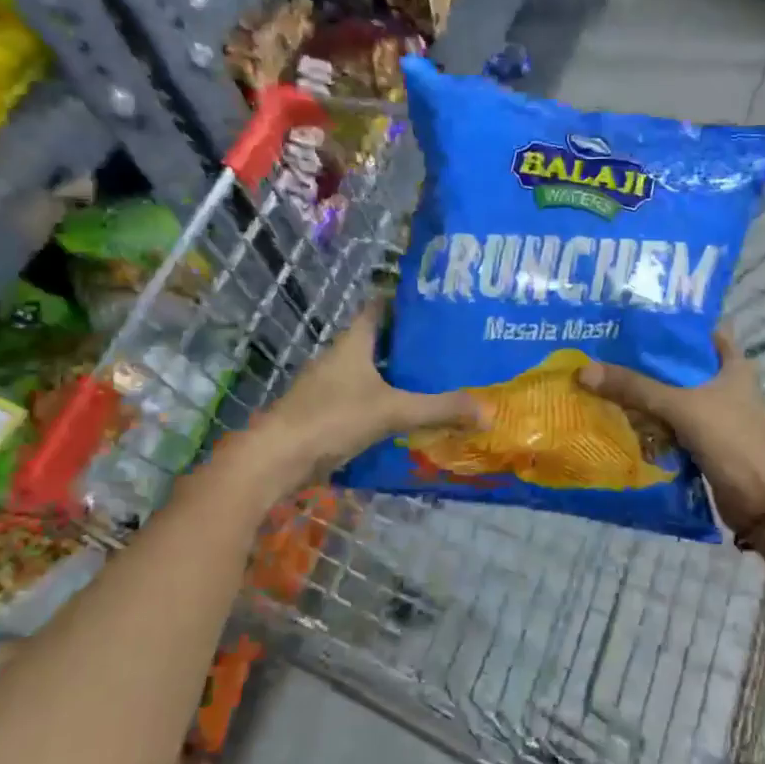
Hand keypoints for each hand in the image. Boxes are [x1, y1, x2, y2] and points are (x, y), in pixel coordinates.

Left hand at [254, 301, 485, 482]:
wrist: (276, 459)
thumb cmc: (333, 418)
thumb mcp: (393, 410)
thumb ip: (440, 408)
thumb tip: (488, 411)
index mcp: (353, 343)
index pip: (380, 308)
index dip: (406, 304)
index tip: (438, 306)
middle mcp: (339, 358)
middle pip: (379, 342)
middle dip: (411, 345)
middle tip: (450, 349)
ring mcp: (328, 387)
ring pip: (370, 373)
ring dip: (398, 377)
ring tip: (437, 382)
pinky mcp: (325, 414)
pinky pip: (362, 400)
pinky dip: (384, 403)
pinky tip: (408, 418)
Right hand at [576, 326, 764, 532]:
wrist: (761, 502)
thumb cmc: (732, 441)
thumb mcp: (681, 407)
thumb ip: (635, 388)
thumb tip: (584, 370)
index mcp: (733, 365)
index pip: (704, 330)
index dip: (674, 322)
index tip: (636, 317)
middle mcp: (725, 385)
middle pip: (681, 364)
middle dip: (647, 360)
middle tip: (606, 348)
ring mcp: (715, 415)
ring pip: (673, 396)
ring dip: (645, 393)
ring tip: (603, 378)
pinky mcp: (704, 441)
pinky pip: (670, 424)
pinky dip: (649, 422)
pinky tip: (618, 416)